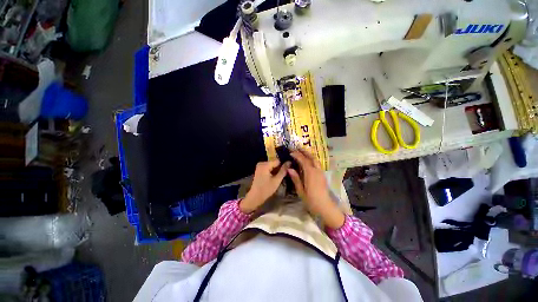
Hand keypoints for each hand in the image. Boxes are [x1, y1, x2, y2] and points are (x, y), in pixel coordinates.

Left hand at [239, 160, 290, 213]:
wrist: (255, 196)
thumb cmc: (266, 189)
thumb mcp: (277, 180)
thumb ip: (283, 170)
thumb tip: (289, 162)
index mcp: (265, 164)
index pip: (278, 161)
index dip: (283, 165)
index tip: (287, 171)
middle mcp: (261, 163)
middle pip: (274, 162)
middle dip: (279, 168)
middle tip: (283, 175)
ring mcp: (259, 166)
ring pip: (272, 165)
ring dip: (276, 170)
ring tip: (279, 177)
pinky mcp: (259, 170)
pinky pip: (268, 168)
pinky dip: (272, 171)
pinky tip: (274, 177)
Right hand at [287, 149, 344, 228]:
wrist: (325, 207)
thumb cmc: (311, 200)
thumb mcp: (301, 190)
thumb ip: (296, 178)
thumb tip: (289, 168)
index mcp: (310, 174)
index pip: (303, 161)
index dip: (297, 155)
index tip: (291, 152)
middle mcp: (317, 170)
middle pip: (311, 157)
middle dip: (304, 151)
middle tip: (297, 147)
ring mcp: (321, 172)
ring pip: (315, 159)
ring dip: (308, 154)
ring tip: (302, 151)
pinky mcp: (322, 175)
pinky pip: (317, 163)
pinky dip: (312, 159)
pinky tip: (308, 160)